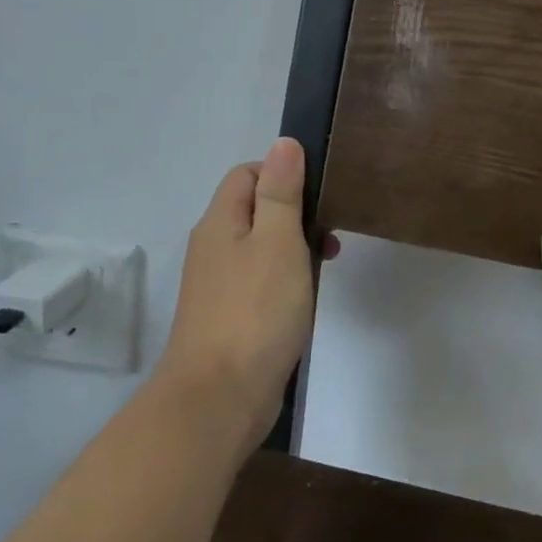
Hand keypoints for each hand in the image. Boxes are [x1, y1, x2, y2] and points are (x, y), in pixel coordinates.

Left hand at [160, 139, 339, 453]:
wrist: (219, 397)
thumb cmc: (255, 311)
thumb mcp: (277, 241)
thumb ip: (281, 192)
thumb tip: (284, 143)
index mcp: (220, 222)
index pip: (248, 174)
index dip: (283, 175)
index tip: (319, 198)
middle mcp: (213, 247)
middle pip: (255, 209)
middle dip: (295, 214)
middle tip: (328, 238)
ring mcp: (219, 285)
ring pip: (261, 247)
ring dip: (294, 249)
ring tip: (325, 267)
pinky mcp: (230, 316)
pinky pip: (260, 281)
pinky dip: (285, 280)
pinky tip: (305, 299)